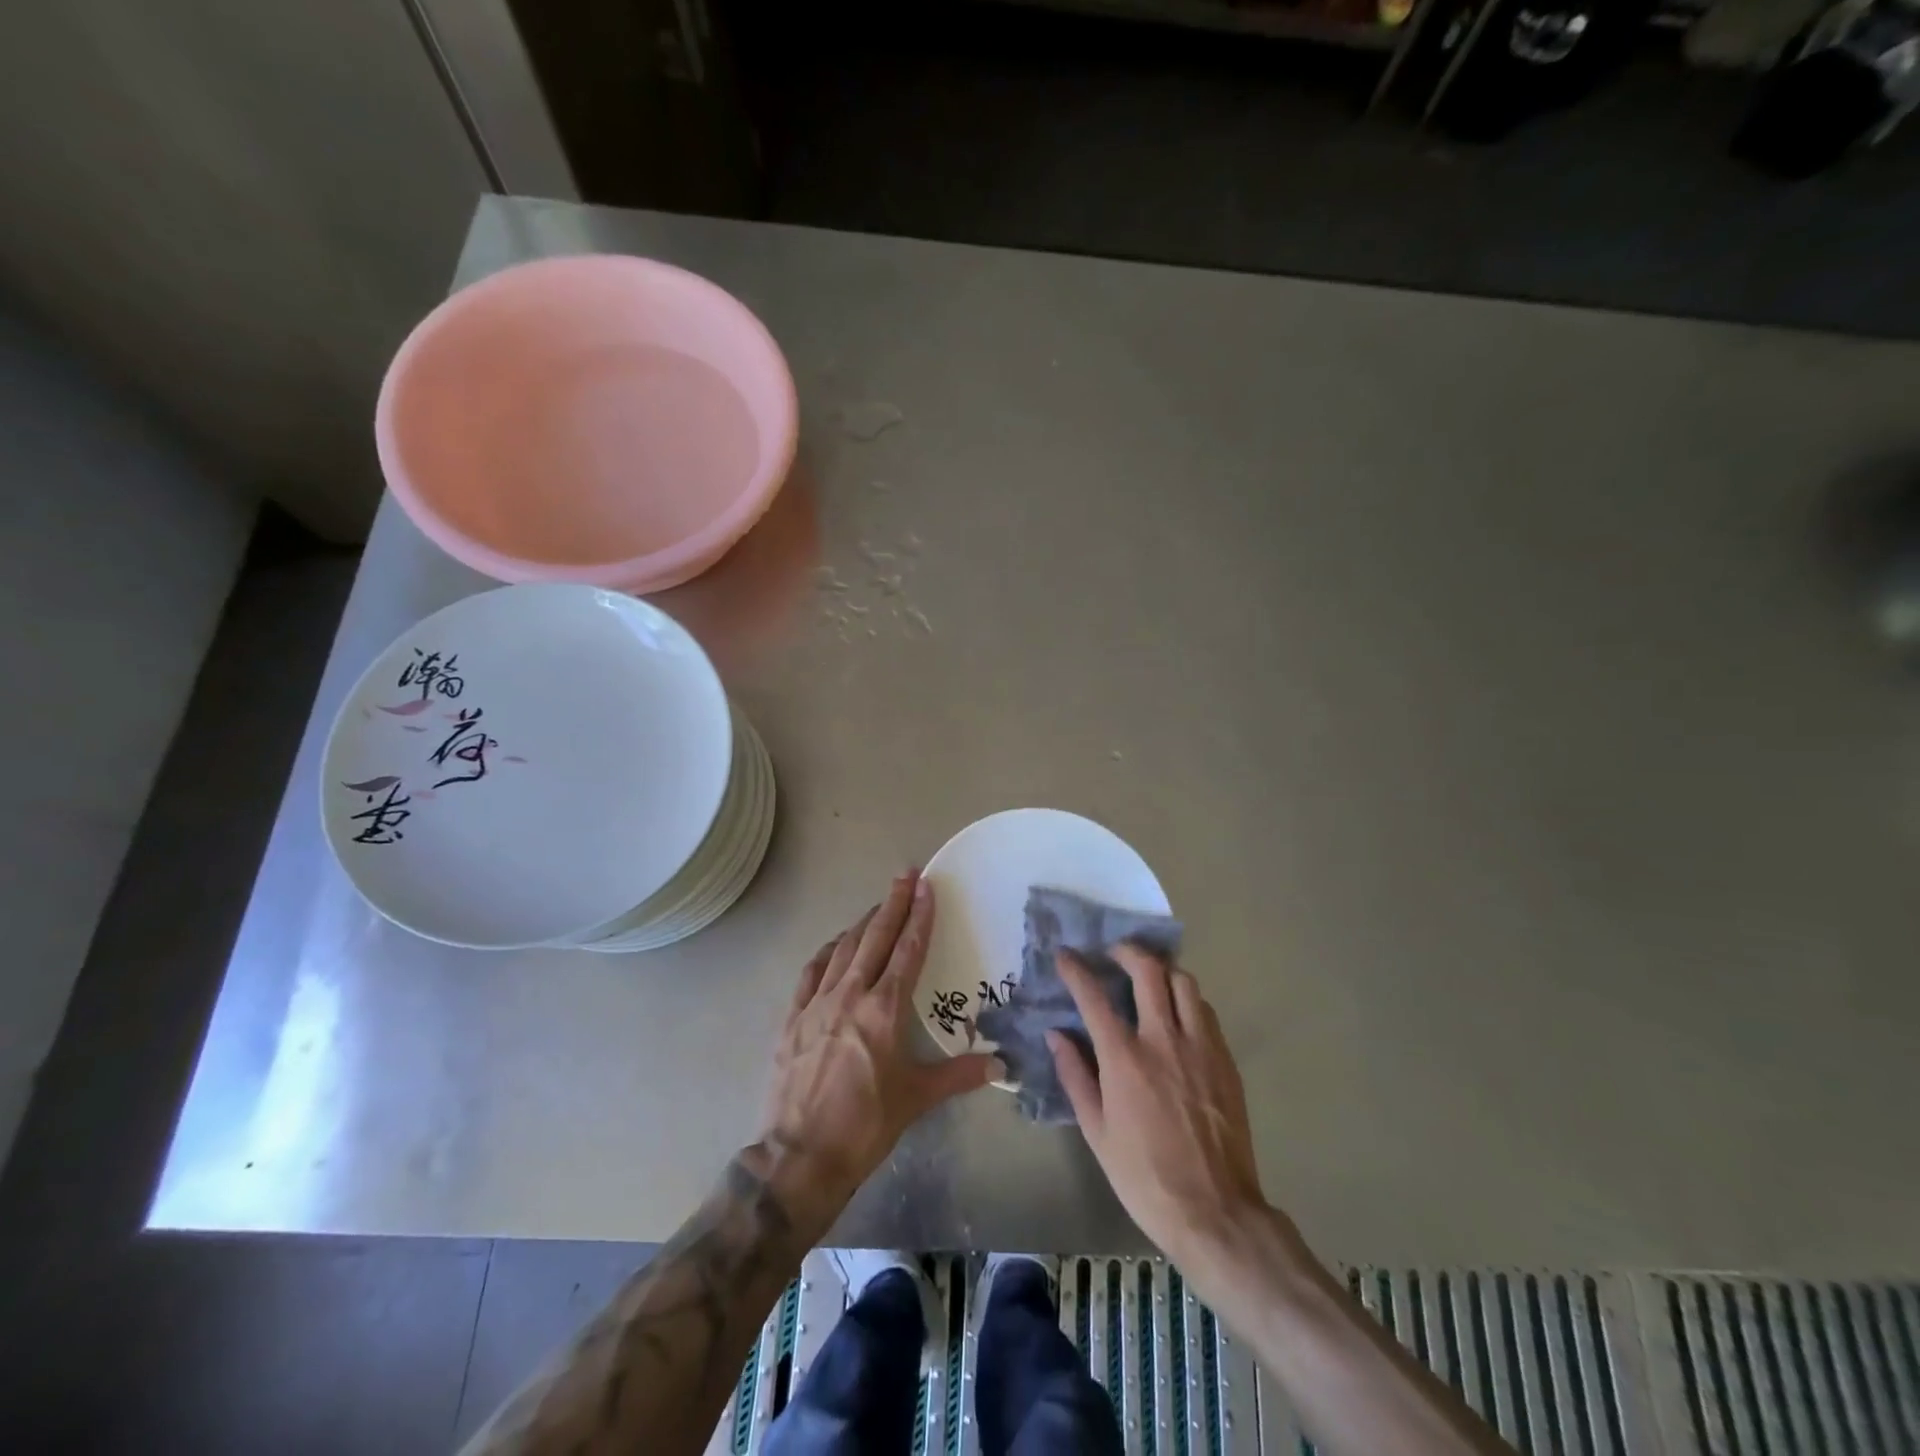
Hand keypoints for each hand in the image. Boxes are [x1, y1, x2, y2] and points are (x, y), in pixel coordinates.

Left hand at [756, 870, 998, 1231]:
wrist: (799, 1155)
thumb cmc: (865, 1125)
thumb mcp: (917, 1098)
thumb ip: (959, 1074)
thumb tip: (1000, 1063)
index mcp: (885, 1009)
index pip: (908, 950)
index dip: (919, 916)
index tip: (926, 886)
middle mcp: (851, 994)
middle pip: (875, 937)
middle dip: (893, 903)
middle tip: (906, 874)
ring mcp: (817, 1002)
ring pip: (844, 948)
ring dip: (864, 922)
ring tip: (878, 905)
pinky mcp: (792, 1017)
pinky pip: (812, 971)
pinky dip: (828, 951)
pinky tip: (836, 945)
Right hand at [1049, 944, 1281, 1290]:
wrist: (1215, 1212)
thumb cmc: (1144, 1176)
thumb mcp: (1096, 1131)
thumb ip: (1075, 1076)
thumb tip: (1056, 1035)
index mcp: (1124, 1058)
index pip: (1094, 996)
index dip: (1075, 969)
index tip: (1065, 955)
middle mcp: (1163, 1040)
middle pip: (1147, 970)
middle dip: (1126, 951)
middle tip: (1114, 954)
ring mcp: (1200, 1046)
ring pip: (1184, 982)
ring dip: (1162, 971)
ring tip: (1150, 979)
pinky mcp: (1225, 1060)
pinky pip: (1205, 1011)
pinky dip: (1187, 1001)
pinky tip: (1179, 1016)